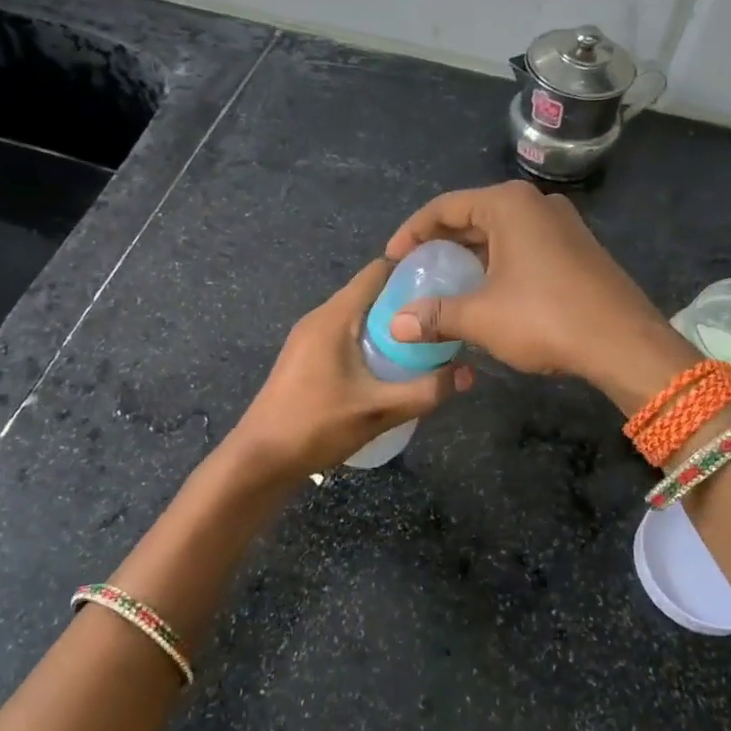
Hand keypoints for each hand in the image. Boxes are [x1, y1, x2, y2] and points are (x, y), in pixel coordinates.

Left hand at [227, 259, 471, 481]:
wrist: (259, 460)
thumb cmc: (316, 426)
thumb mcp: (380, 410)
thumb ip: (427, 391)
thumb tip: (470, 373)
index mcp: (334, 316)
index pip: (377, 271)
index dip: (412, 271)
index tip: (446, 283)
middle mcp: (319, 317)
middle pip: (369, 293)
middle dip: (406, 302)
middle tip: (442, 319)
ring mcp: (308, 337)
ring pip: (357, 315)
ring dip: (388, 325)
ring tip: (423, 343)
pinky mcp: (304, 357)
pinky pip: (344, 334)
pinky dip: (369, 340)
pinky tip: (388, 367)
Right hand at [384, 181, 694, 413]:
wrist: (624, 343)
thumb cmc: (545, 318)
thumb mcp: (481, 317)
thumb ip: (435, 315)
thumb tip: (396, 325)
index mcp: (508, 205)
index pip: (445, 207)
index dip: (411, 232)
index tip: (391, 260)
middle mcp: (535, 204)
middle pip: (472, 216)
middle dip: (440, 245)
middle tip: (414, 272)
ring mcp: (561, 225)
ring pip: (500, 233)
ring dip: (469, 257)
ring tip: (444, 284)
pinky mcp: (576, 249)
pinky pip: (523, 247)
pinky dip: (497, 264)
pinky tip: (485, 293)